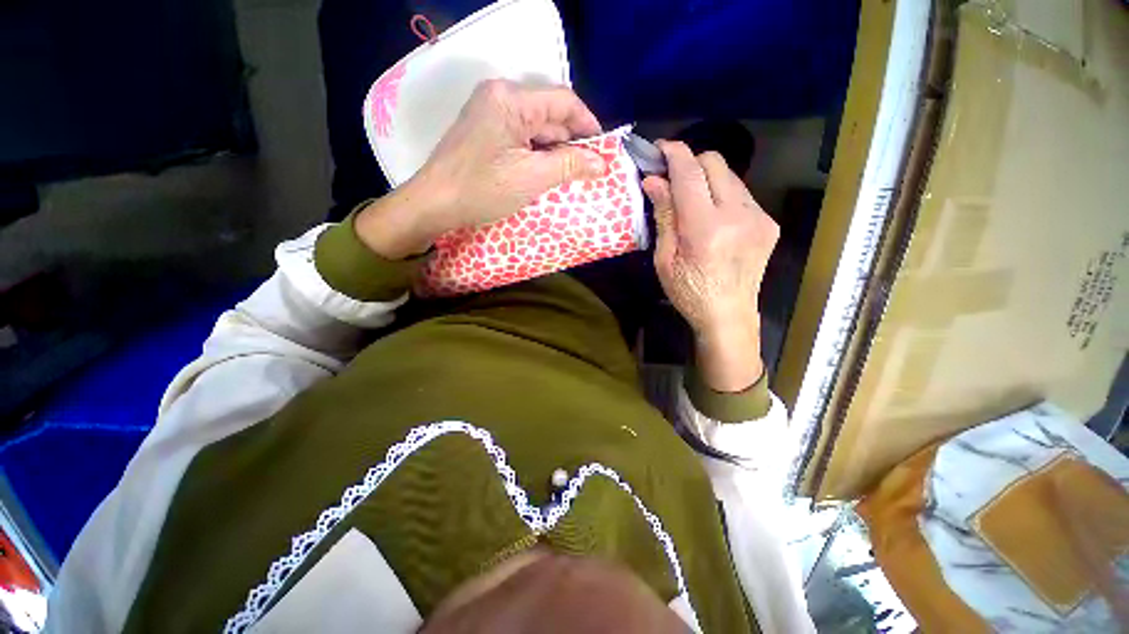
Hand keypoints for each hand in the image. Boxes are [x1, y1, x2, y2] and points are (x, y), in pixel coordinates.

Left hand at [356, 79, 604, 258]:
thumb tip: (601, 163)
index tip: (603, 149)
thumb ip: (569, 165)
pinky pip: (521, 139)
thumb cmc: (482, 189)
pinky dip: (537, 155)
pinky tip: (546, 174)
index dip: (587, 124)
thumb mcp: (532, 178)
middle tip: (588, 170)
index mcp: (511, 99)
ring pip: (536, 129)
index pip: (562, 100)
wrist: (434, 204)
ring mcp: (490, 115)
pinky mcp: (485, 133)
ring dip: (554, 151)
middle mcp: (500, 97)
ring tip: (570, 176)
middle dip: (571, 142)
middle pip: (549, 114)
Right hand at [643, 142, 778, 391]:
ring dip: (706, 179)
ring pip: (730, 175)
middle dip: (690, 162)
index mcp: (705, 228)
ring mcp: (758, 217)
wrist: (729, 315)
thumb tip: (653, 181)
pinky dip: (722, 194)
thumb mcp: (665, 259)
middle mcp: (737, 214)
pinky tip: (712, 216)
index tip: (660, 149)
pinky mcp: (768, 222)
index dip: (674, 153)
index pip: (690, 172)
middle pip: (714, 162)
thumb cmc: (688, 292)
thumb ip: (664, 216)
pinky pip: (741, 194)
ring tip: (692, 200)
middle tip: (672, 179)